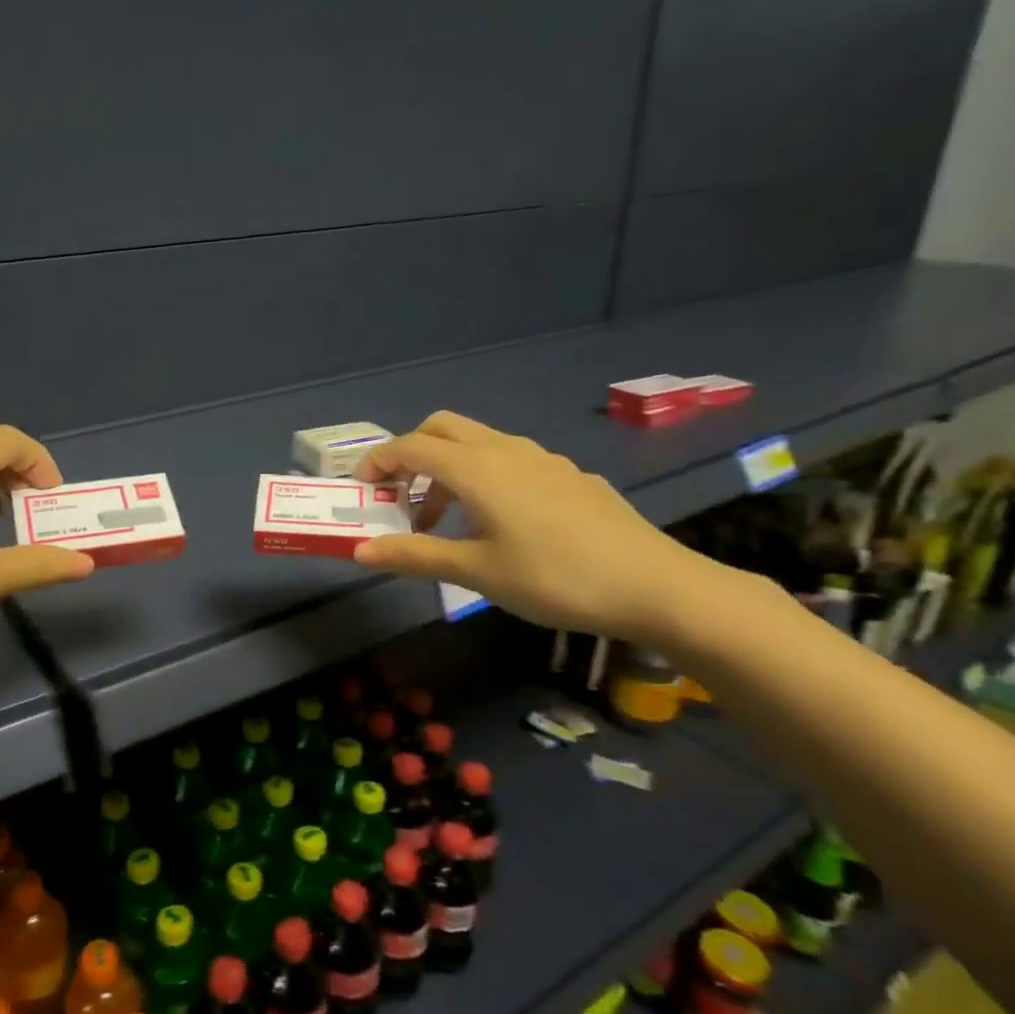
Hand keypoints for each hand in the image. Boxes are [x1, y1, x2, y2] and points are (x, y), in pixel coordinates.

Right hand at [352, 412, 718, 643]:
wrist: (655, 585)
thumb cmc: (554, 578)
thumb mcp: (476, 572)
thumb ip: (415, 555)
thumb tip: (359, 551)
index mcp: (476, 468)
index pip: (410, 446)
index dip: (378, 461)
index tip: (361, 489)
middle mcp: (505, 450)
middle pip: (442, 428)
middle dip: (410, 454)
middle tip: (399, 497)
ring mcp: (542, 459)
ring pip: (477, 443)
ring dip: (446, 469)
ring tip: (444, 521)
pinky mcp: (568, 475)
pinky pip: (509, 460)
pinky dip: (482, 477)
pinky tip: (498, 524)